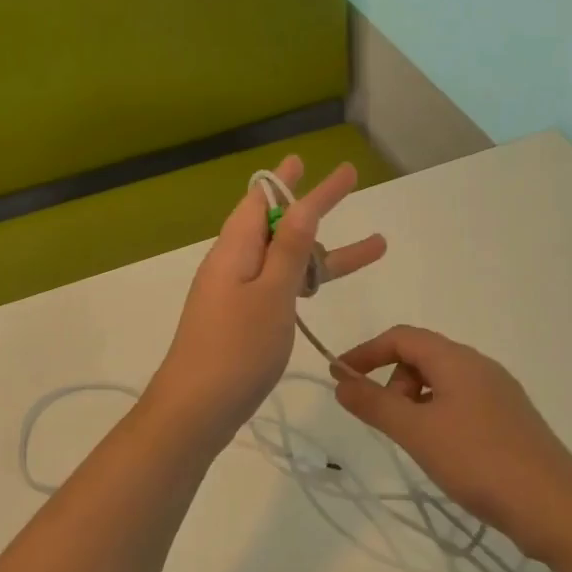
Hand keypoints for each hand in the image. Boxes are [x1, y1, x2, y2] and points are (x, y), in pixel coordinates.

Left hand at [149, 156, 386, 445]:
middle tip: (348, 184)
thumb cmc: (236, 348)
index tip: (318, 162)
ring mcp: (235, 292)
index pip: (266, 199)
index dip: (293, 180)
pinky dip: (303, 280)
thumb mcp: (271, 293)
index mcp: (235, 249)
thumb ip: (288, 248)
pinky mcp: (241, 318)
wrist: (195, 409)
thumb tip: (300, 203)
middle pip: (277, 224)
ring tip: (375, 247)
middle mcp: (233, 263)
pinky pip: (277, 286)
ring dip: (323, 252)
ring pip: (284, 259)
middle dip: (316, 208)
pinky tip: (321, 286)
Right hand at [330, 326, 571, 544]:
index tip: (339, 377)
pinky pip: (461, 404)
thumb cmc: (479, 460)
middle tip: (386, 421)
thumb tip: (341, 383)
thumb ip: (375, 404)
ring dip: (415, 402)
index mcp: (457, 359)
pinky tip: (442, 451)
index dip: (366, 352)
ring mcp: (499, 394)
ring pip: (442, 383)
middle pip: (422, 357)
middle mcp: (480, 367)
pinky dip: (437, 416)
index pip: (402, 337)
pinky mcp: (510, 421)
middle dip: (392, 381)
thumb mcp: (417, 432)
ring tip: (413, 441)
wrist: (556, 508)